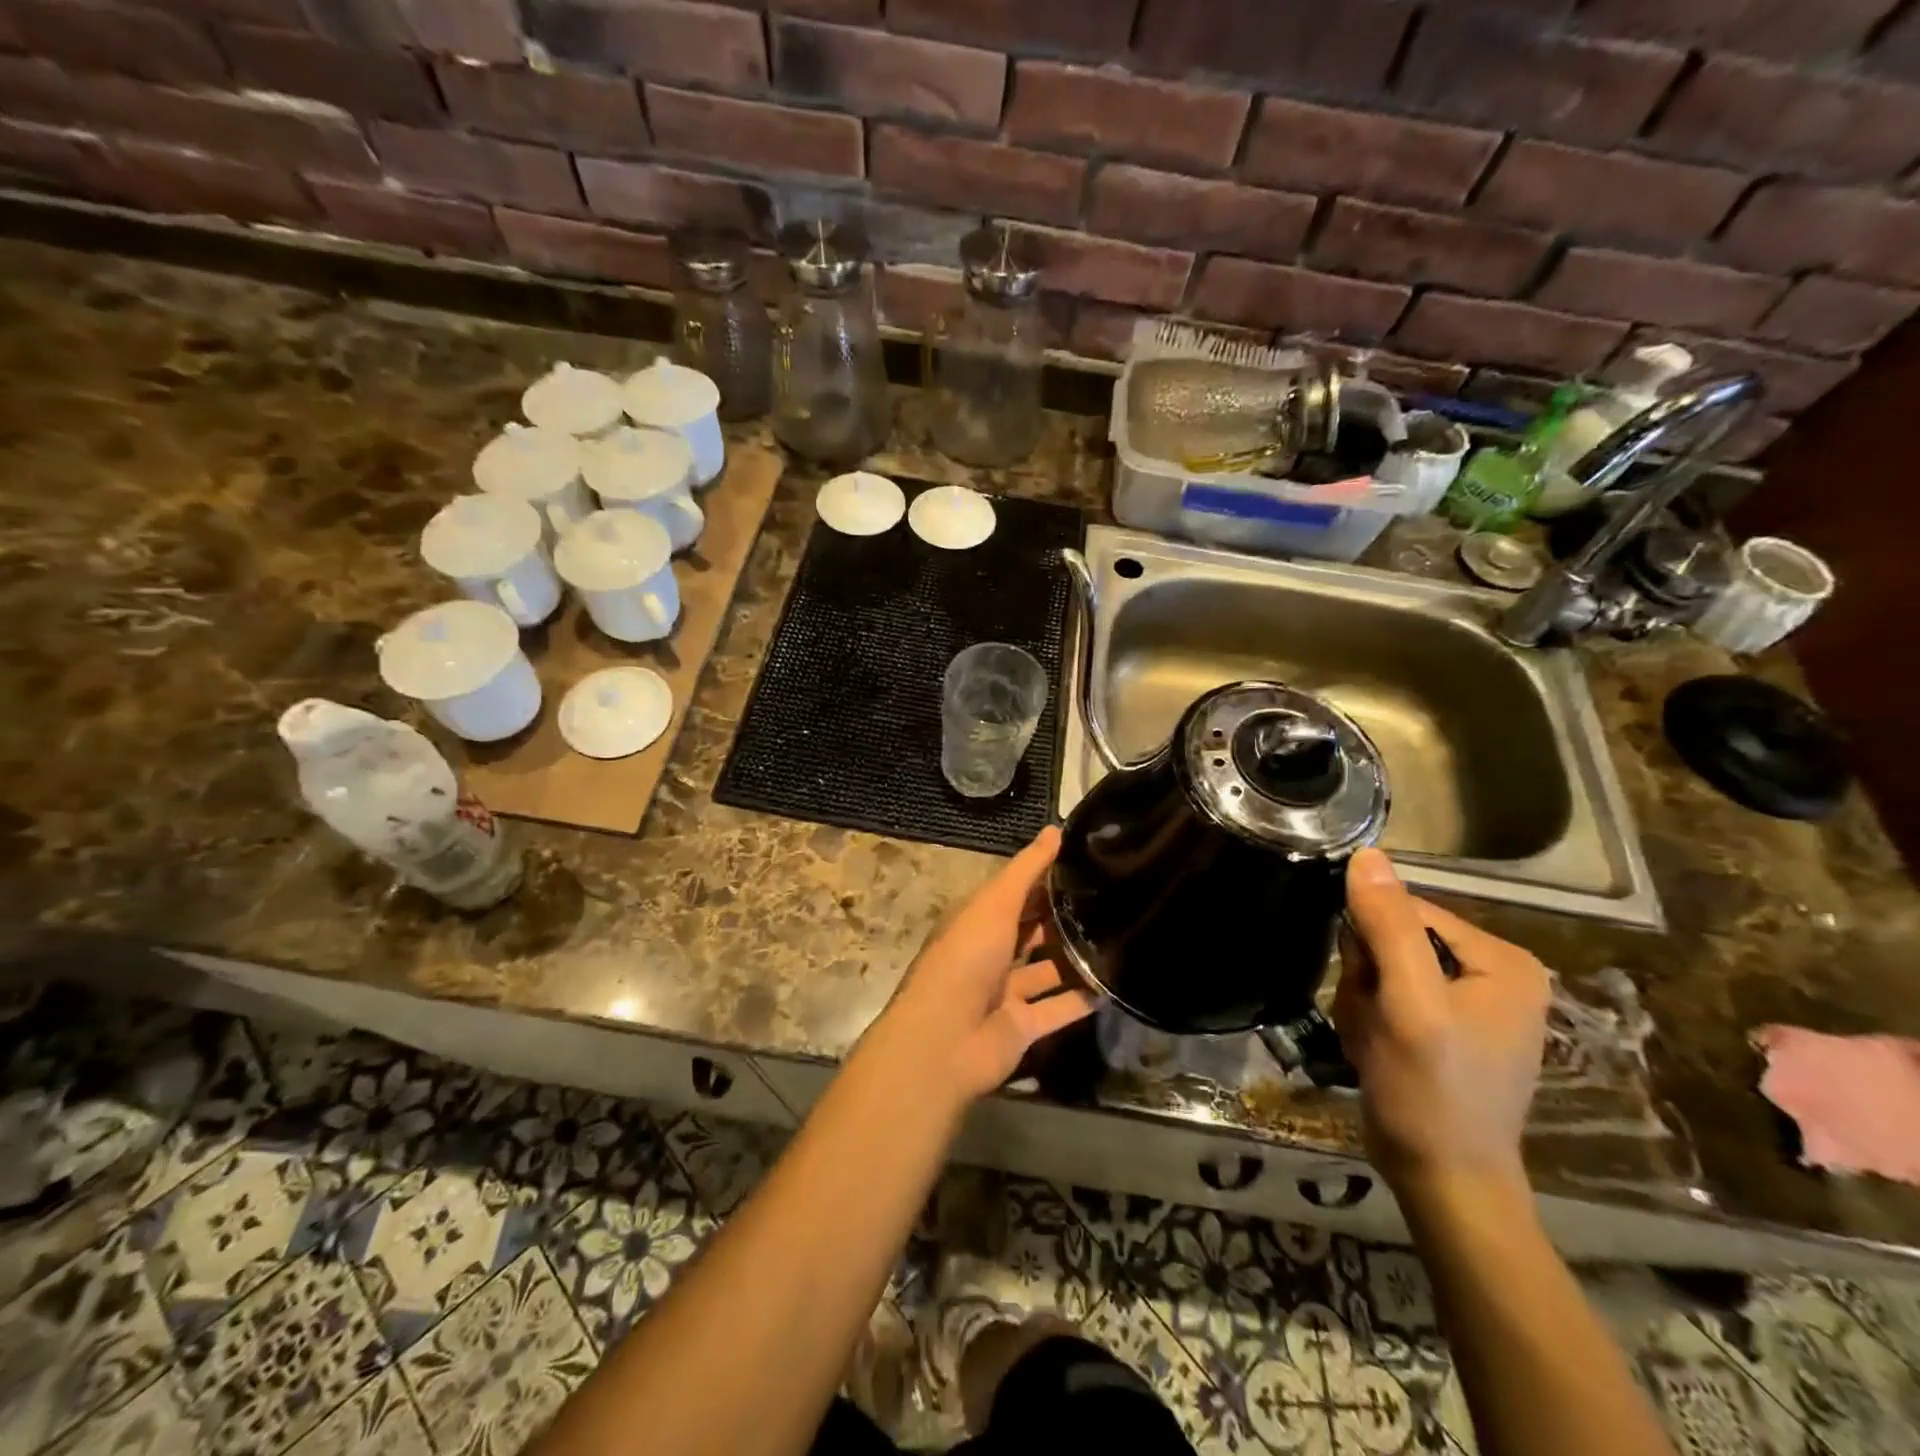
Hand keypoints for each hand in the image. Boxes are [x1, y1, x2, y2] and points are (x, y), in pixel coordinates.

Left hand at [871, 827, 1097, 1107]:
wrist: (944, 1039)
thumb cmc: (966, 958)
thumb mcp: (995, 903)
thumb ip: (1027, 869)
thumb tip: (1055, 829)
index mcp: (978, 920)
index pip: (1016, 893)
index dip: (1046, 878)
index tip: (1087, 862)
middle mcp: (990, 953)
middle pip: (1032, 930)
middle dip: (1064, 917)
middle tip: (1113, 899)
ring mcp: (1006, 992)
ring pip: (1047, 969)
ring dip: (1076, 958)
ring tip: (1121, 937)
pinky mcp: (1023, 1026)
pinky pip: (1059, 1009)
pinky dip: (1082, 999)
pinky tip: (1115, 984)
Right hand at [1333, 849, 1550, 1192]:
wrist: (1443, 1183)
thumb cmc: (1431, 1092)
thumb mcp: (1408, 1003)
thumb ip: (1389, 925)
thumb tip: (1367, 854)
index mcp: (1503, 959)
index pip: (1408, 910)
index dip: (1371, 945)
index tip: (1367, 989)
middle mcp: (1494, 972)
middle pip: (1394, 940)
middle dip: (1367, 979)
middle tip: (1373, 1023)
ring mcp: (1471, 1002)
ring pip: (1382, 968)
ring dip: (1362, 1003)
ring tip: (1373, 1042)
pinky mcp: (1447, 1027)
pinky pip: (1388, 996)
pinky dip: (1370, 1020)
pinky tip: (1376, 1052)